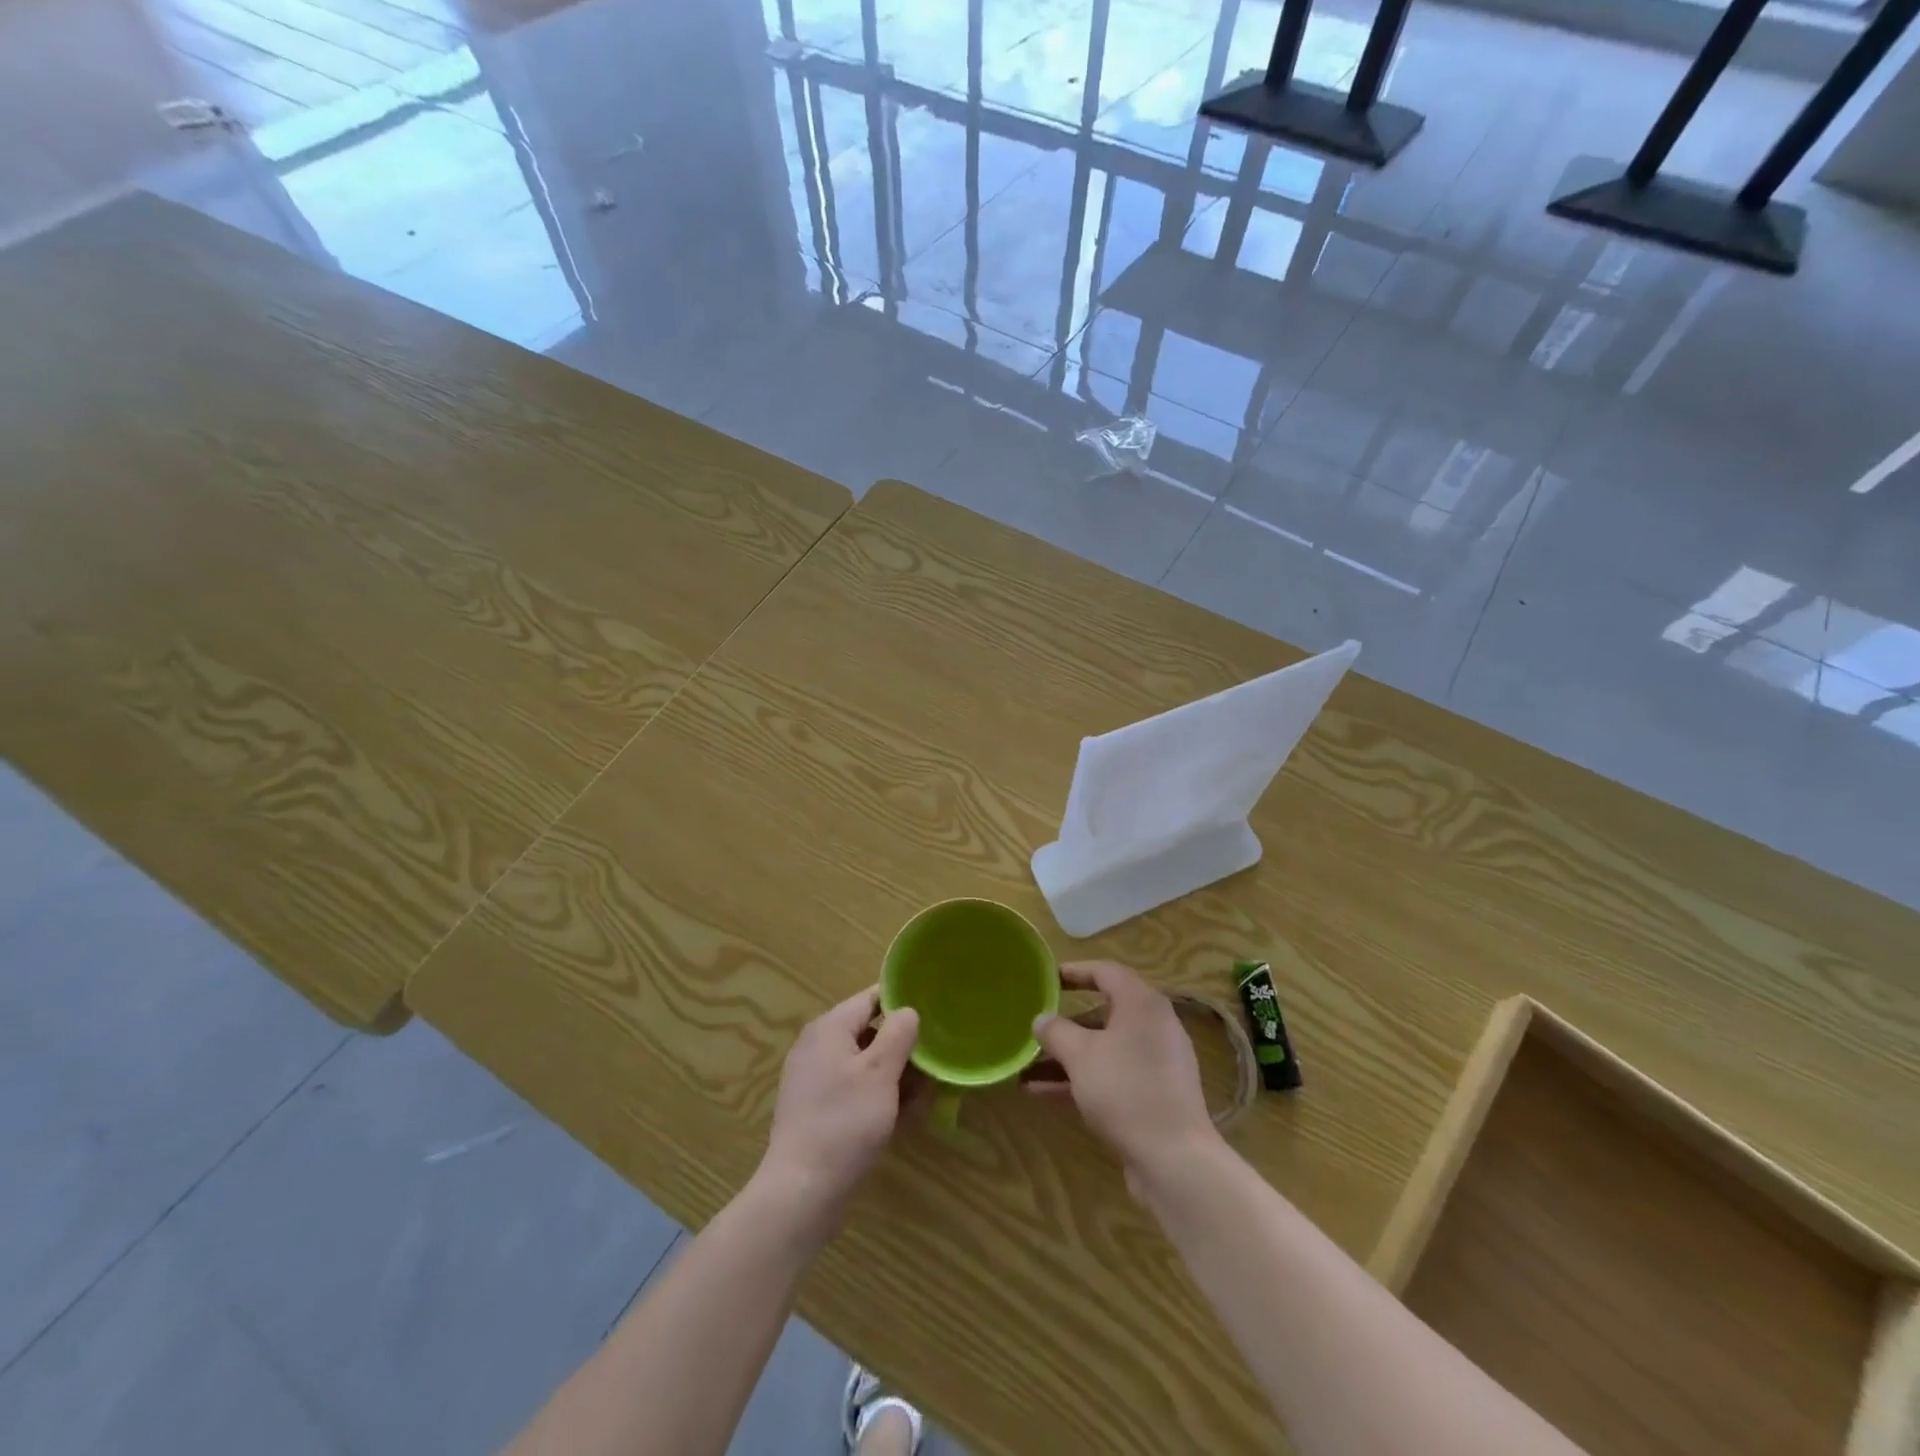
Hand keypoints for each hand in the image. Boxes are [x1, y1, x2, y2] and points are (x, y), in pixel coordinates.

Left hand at [760, 988, 919, 1229]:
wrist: (801, 1190)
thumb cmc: (845, 1122)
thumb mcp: (881, 1072)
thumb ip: (898, 1033)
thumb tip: (907, 1011)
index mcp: (830, 1027)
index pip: (871, 998)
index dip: (903, 1003)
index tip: (933, 1016)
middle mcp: (817, 1046)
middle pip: (869, 1033)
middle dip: (902, 1050)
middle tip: (932, 1069)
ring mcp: (813, 1079)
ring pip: (864, 1065)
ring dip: (894, 1078)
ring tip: (922, 1101)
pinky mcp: (815, 1109)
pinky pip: (852, 1090)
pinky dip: (876, 1098)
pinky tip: (900, 1120)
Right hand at [1029, 961, 1219, 1195]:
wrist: (1175, 1160)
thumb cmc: (1125, 1090)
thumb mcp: (1081, 1055)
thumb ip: (1056, 1031)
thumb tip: (1041, 1019)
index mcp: (1142, 1004)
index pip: (1105, 971)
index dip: (1074, 971)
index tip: (1046, 978)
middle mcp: (1153, 1026)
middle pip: (1104, 1012)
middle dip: (1065, 1021)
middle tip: (1036, 1022)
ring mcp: (1156, 1063)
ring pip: (1104, 1048)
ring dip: (1067, 1055)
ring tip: (1027, 1064)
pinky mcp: (1153, 1095)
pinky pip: (1111, 1074)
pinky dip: (1082, 1078)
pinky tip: (1043, 1092)